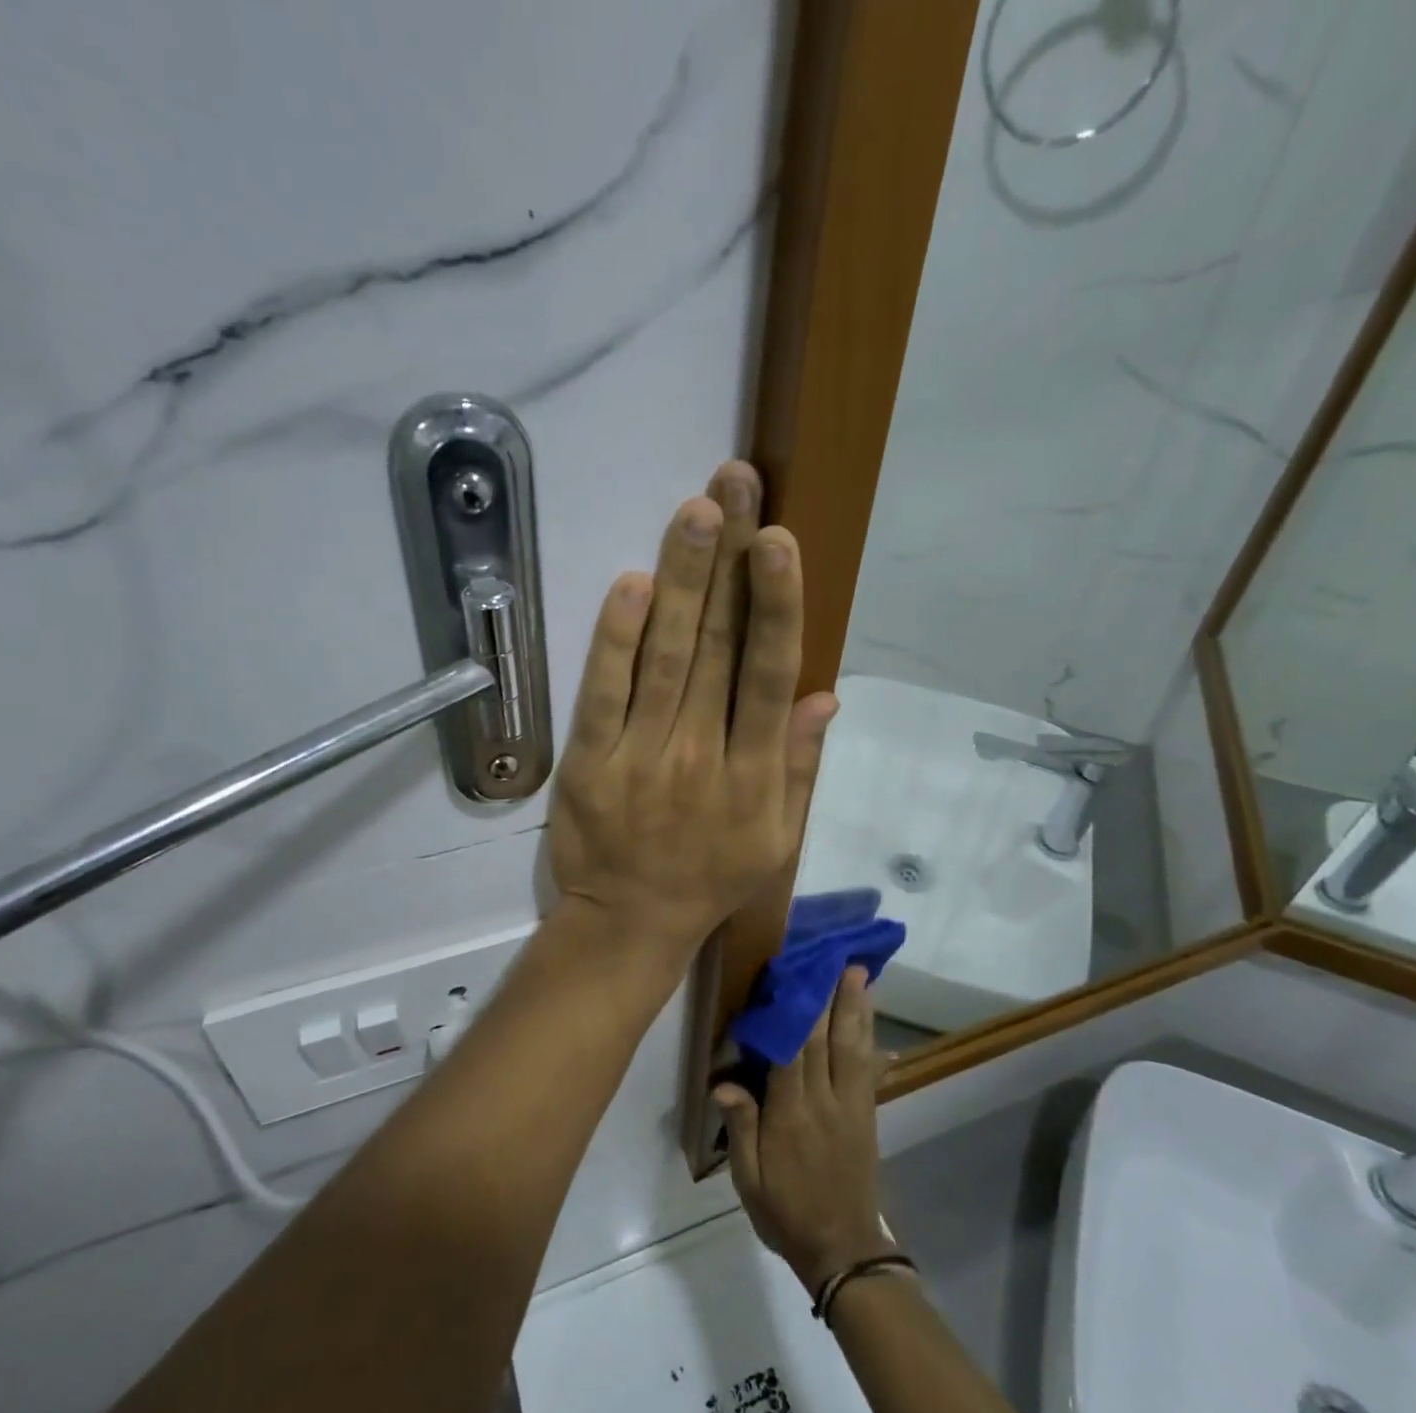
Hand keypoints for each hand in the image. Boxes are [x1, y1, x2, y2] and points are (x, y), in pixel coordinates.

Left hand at [548, 462, 836, 963]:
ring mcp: (641, 754)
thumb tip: (825, 695)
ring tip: (697, 513)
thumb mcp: (776, 838)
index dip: (777, 604)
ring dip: (683, 580)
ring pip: (665, 656)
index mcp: (753, 773)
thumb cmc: (709, 879)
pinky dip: (616, 638)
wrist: (628, 923)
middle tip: (736, 486)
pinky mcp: (590, 760)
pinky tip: (633, 585)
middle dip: (730, 561)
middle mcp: (702, 754)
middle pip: (719, 647)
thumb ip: (799, 766)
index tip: (780, 541)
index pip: (769, 674)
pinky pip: (604, 692)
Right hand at [714, 967, 892, 1292]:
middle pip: (826, 1041)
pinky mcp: (867, 1114)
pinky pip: (870, 1068)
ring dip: (856, 1008)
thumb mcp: (750, 1181)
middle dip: (830, 997)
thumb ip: (741, 1129)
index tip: (791, 977)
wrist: (842, 1251)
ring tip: (860, 972)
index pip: (791, 1055)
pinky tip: (872, 1018)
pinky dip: (871, 1038)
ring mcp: (851, 1107)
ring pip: (853, 1048)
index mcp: (790, 1118)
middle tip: (835, 957)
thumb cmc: (786, 1213)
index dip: (793, 1014)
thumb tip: (724, 1084)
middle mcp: (824, 1103)